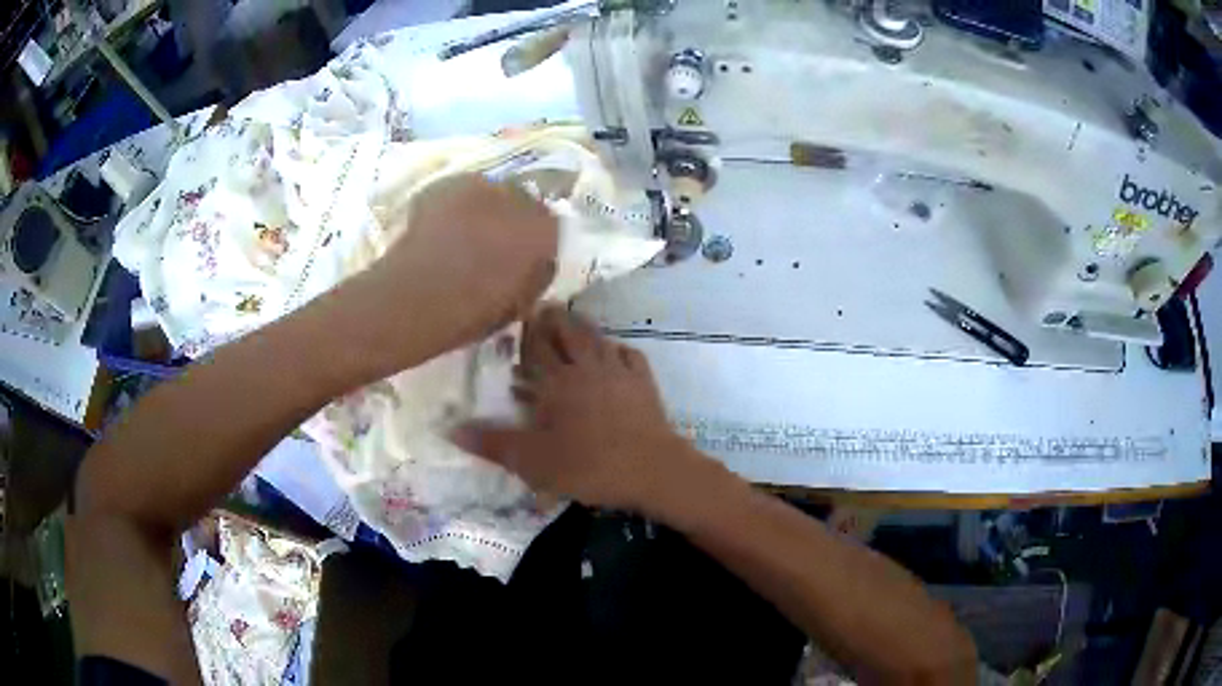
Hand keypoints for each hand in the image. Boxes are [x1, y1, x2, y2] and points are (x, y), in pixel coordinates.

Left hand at [351, 174, 558, 367]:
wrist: (416, 296)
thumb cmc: (472, 312)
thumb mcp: (519, 304)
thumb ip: (535, 275)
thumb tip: (537, 262)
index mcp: (544, 230)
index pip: (551, 227)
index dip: (536, 242)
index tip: (522, 258)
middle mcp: (519, 198)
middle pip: (522, 202)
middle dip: (511, 220)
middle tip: (492, 246)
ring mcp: (480, 185)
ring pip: (489, 193)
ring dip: (482, 209)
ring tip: (463, 235)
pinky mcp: (445, 184)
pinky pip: (458, 193)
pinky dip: (453, 206)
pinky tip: (440, 229)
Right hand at [453, 306, 708, 513]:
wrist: (651, 469)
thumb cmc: (588, 466)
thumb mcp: (533, 462)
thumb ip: (492, 443)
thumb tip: (450, 429)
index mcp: (557, 382)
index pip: (537, 348)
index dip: (527, 331)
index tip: (519, 313)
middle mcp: (587, 368)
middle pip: (568, 334)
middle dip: (554, 319)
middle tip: (543, 306)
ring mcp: (619, 372)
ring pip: (598, 339)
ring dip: (582, 327)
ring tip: (572, 318)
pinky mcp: (643, 383)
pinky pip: (629, 355)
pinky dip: (617, 348)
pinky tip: (614, 350)